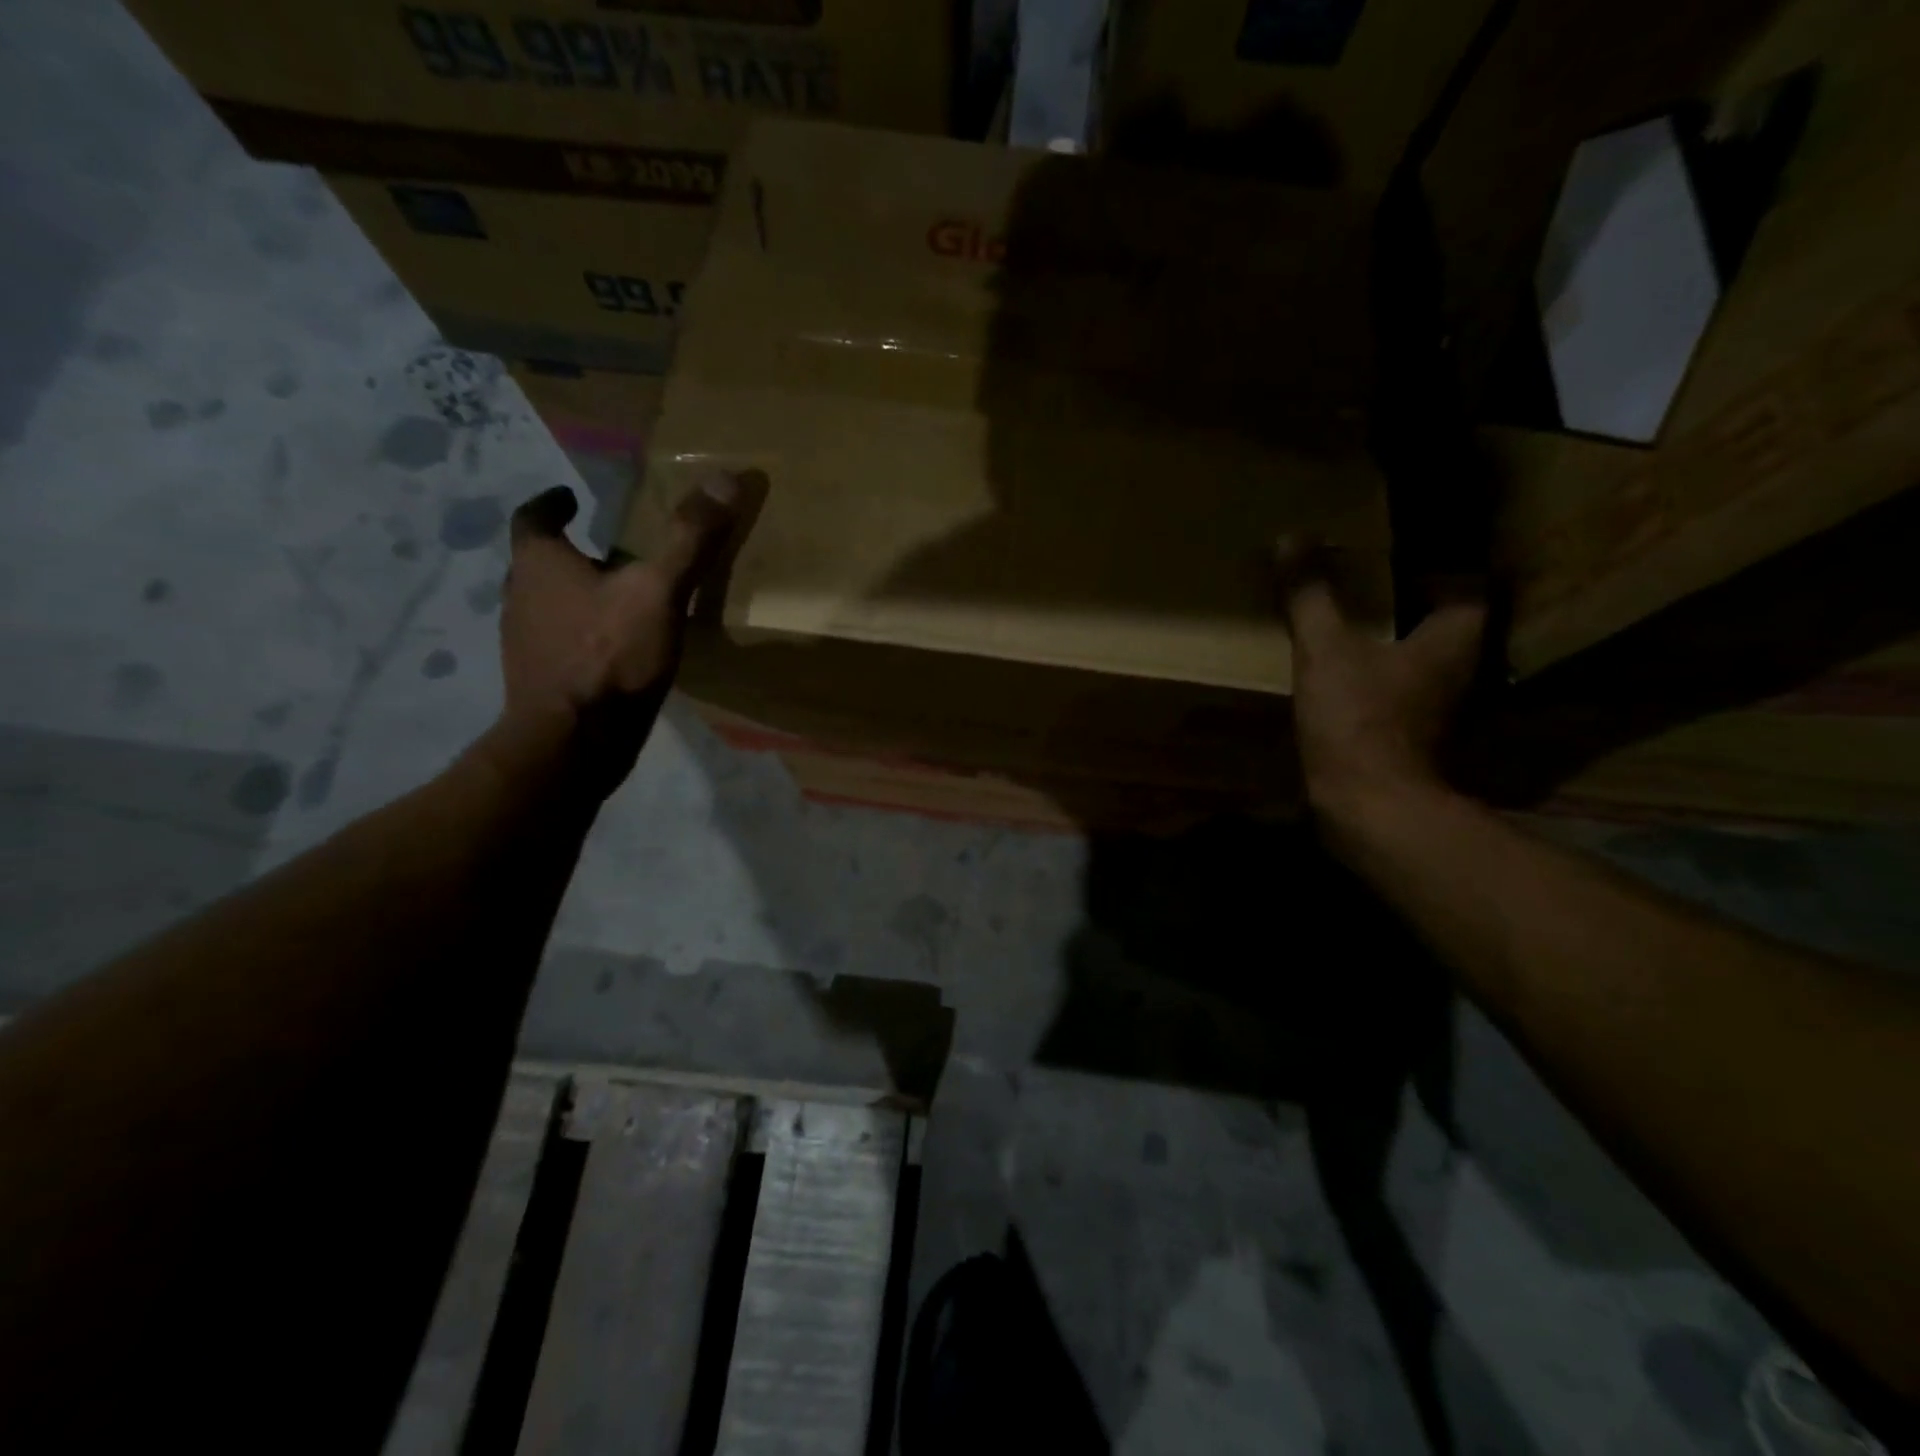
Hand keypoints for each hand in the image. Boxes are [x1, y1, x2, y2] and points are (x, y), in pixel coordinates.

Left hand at [493, 475, 740, 800]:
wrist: (575, 742)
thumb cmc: (609, 656)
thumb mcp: (659, 591)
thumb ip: (689, 538)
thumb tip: (725, 477)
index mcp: (539, 564)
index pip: (532, 518)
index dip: (551, 504)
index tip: (570, 498)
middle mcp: (519, 596)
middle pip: (537, 562)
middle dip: (568, 552)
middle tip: (606, 547)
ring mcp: (525, 642)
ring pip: (546, 604)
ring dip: (573, 593)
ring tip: (616, 595)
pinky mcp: (540, 679)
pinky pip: (559, 641)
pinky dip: (581, 633)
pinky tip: (615, 647)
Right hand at [1279, 540, 1487, 822]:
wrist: (1369, 805)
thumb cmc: (1359, 718)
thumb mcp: (1325, 649)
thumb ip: (1311, 595)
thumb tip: (1291, 538)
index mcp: (1454, 638)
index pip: (1470, 585)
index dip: (1443, 564)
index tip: (1406, 550)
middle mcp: (1461, 670)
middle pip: (1449, 623)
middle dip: (1417, 601)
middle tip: (1376, 577)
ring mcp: (1441, 708)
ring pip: (1427, 659)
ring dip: (1401, 640)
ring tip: (1359, 619)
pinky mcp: (1415, 736)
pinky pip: (1406, 690)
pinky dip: (1386, 676)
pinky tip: (1350, 672)